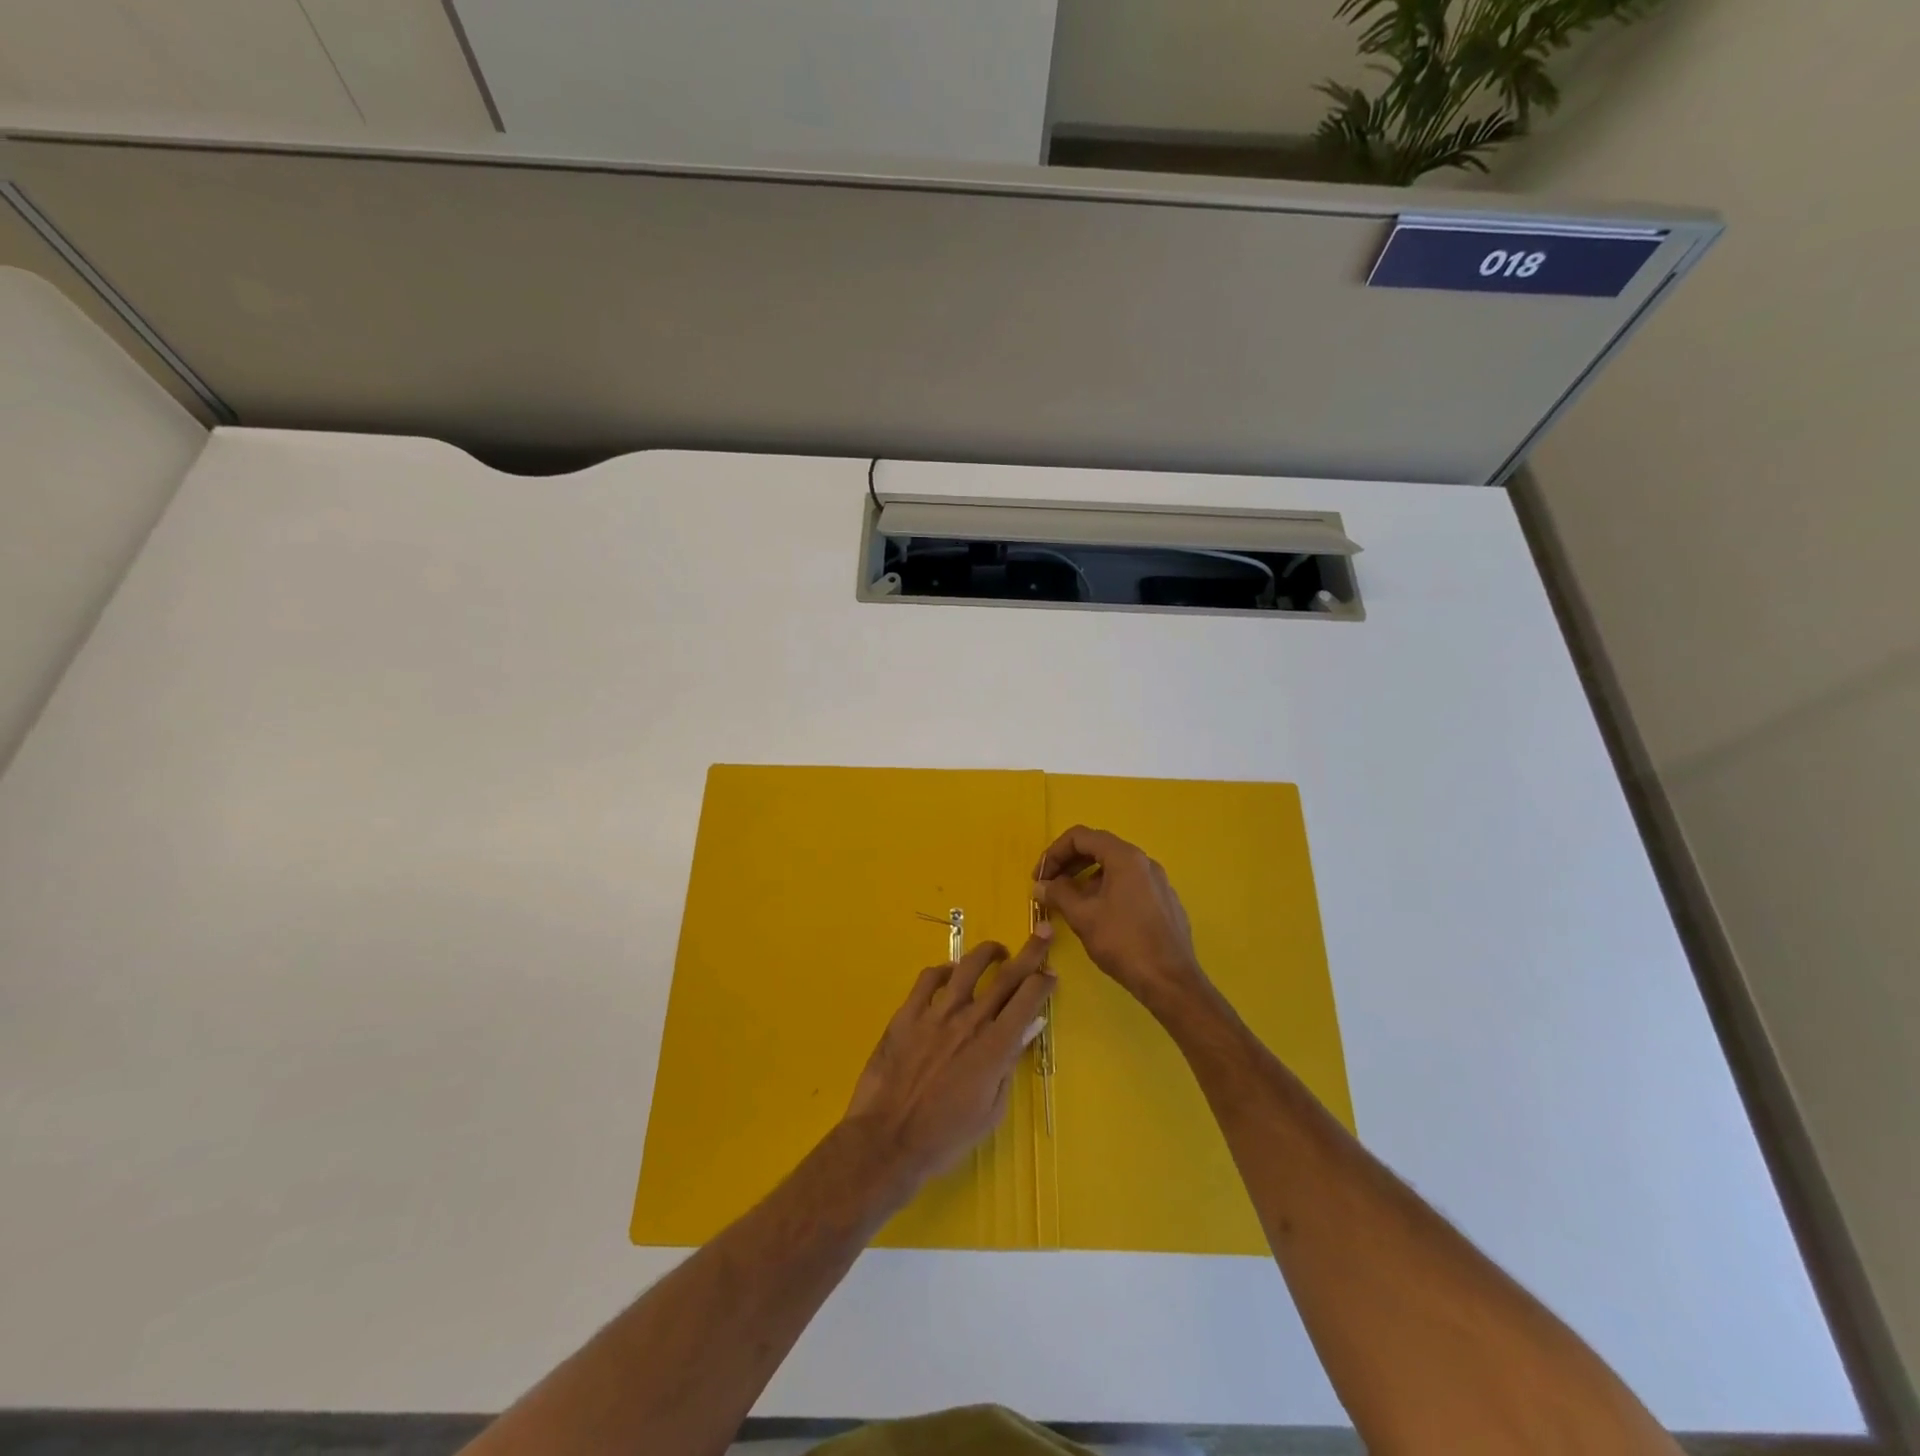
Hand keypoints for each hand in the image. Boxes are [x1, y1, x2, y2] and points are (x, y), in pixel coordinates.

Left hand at [844, 930, 1055, 1190]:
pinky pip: (928, 980)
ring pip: (967, 968)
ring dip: (987, 953)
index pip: (1027, 1000)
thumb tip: (1027, 1029)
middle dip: (1030, 953)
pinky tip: (949, 973)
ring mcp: (936, 1014)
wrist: (888, 1141)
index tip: (1051, 974)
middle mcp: (969, 1021)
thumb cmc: (945, 1137)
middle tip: (1043, 933)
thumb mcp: (991, 1111)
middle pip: (1006, 977)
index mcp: (994, 1047)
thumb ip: (1009, 1066)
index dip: (1043, 982)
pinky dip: (943, 970)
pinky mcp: (907, 1015)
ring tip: (998, 951)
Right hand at [1034, 826, 1207, 1015]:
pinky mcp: (1165, 902)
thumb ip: (1058, 894)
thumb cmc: (1123, 943)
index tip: (1040, 877)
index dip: (1054, 853)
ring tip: (1071, 903)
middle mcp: (1145, 862)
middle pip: (1099, 848)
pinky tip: (1100, 917)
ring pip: (1115, 868)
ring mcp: (1158, 882)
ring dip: (1087, 878)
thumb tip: (1040, 885)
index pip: (1081, 836)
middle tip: (1050, 886)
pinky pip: (1130, 885)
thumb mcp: (1083, 916)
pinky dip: (1107, 890)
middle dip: (1070, 864)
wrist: (1170, 981)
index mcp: (1125, 857)